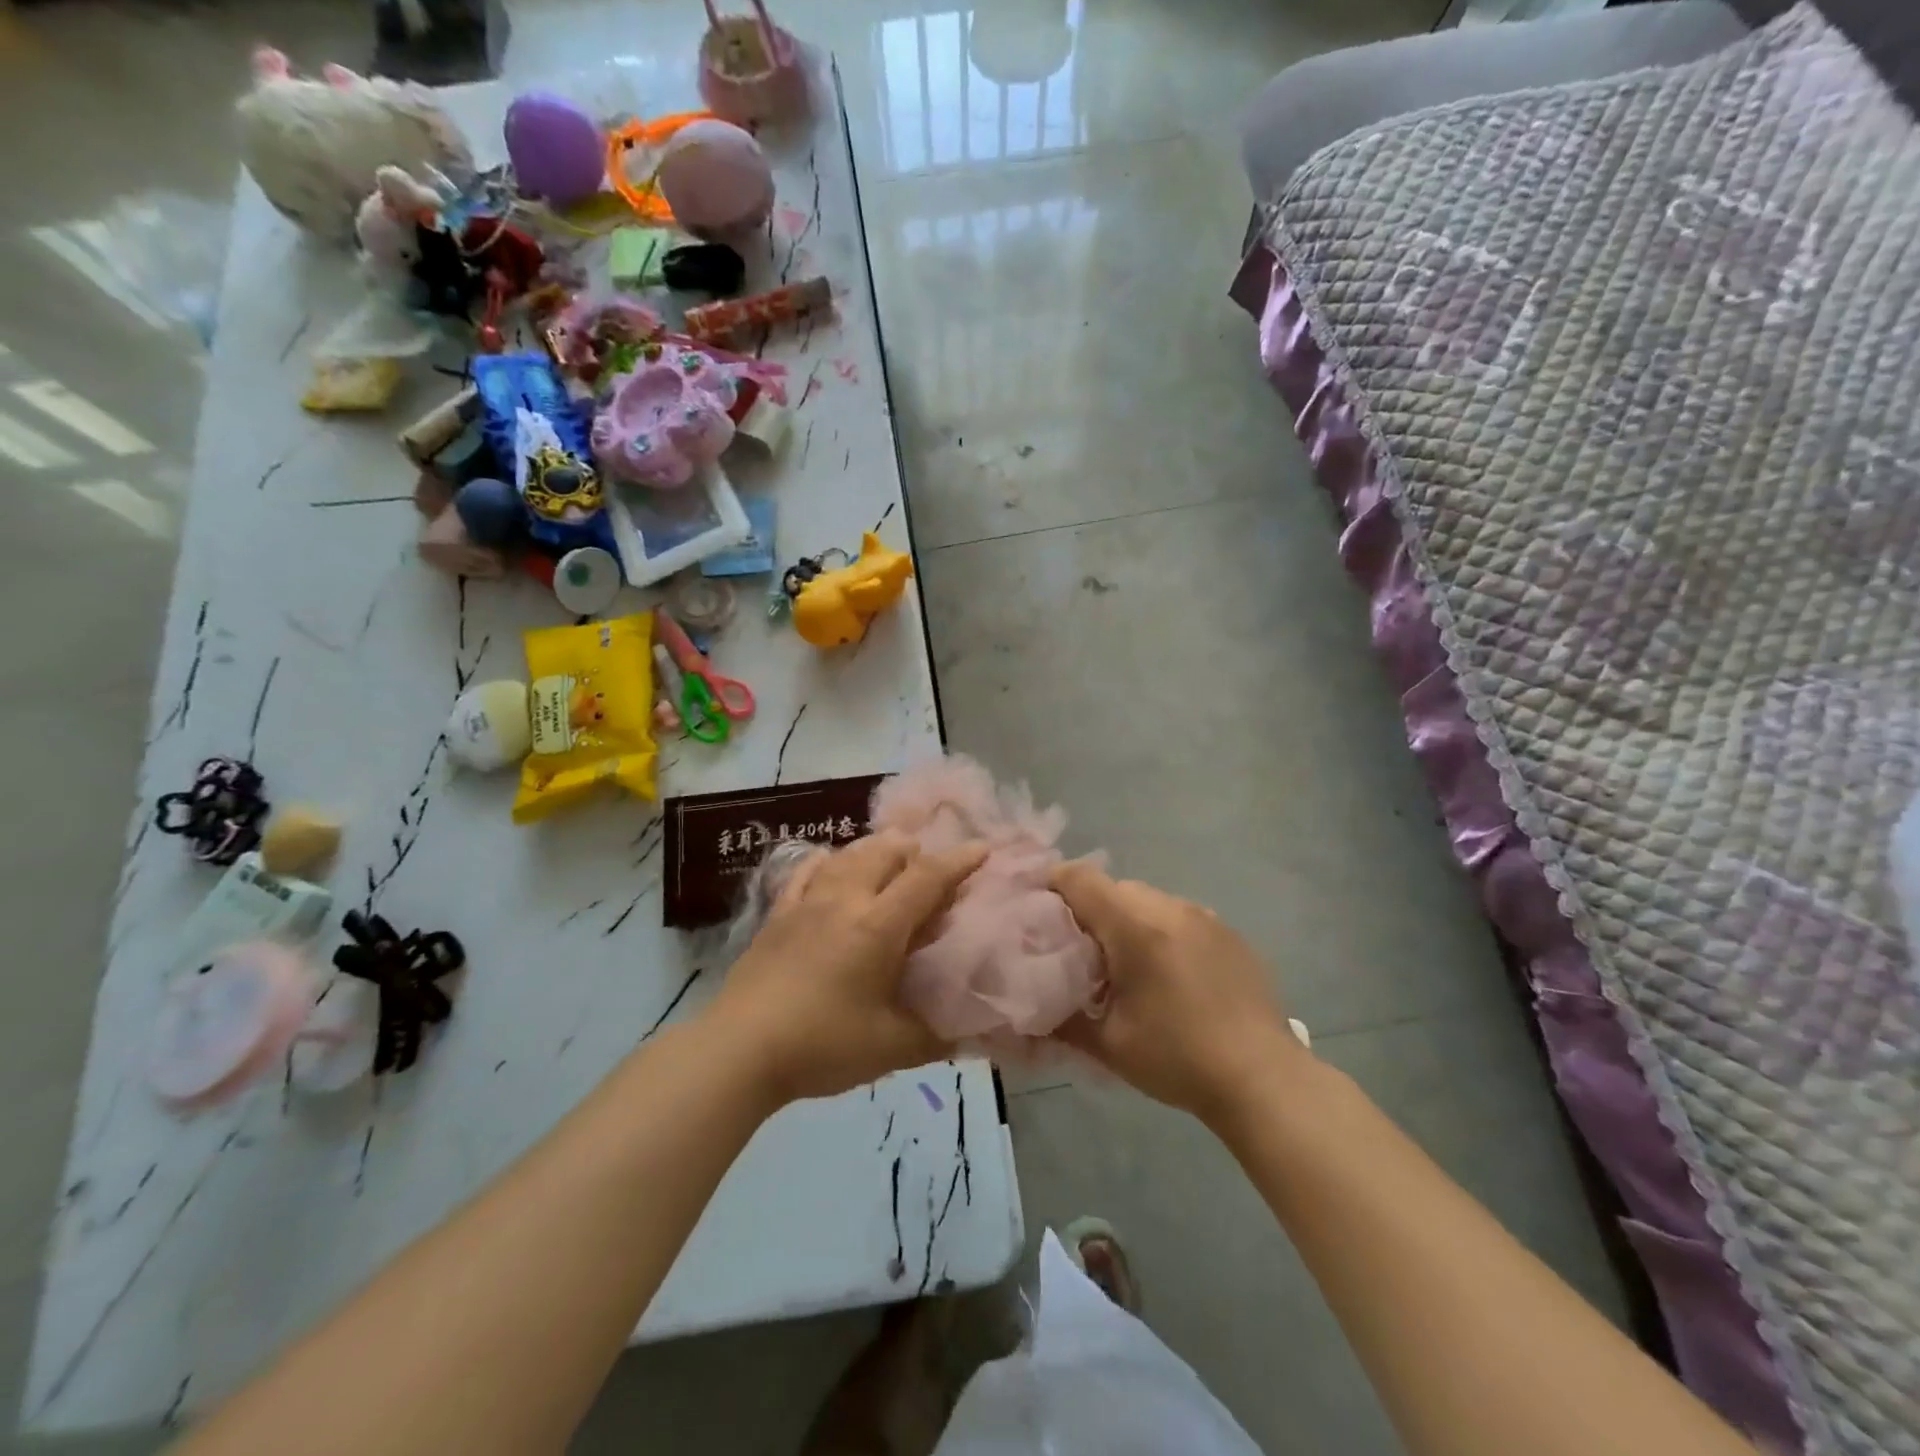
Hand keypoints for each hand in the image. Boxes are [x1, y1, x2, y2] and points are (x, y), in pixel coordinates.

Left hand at [708, 832, 987, 1105]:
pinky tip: (833, 867)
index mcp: (878, 925)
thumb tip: (973, 1033)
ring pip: (848, 853)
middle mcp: (845, 899)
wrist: (739, 1050)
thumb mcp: (891, 1048)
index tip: (983, 849)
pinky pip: (807, 870)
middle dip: (915, 851)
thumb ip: (937, 1036)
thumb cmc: (822, 1045)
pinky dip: (830, 861)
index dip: (959, 860)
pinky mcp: (777, 913)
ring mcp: (806, 901)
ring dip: (876, 850)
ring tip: (890, 862)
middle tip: (931, 868)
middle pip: (885, 851)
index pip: (928, 877)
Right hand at [1050, 862, 1307, 1122]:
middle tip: (1081, 953)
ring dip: (1128, 921)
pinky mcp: (1229, 932)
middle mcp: (1169, 907)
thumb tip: (1029, 1012)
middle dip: (1091, 911)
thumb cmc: (1177, 1058)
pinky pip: (1180, 916)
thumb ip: (1062, 1019)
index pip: (1080, 878)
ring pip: (1148, 900)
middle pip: (1114, 888)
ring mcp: (1204, 916)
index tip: (1038, 912)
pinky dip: (1162, 931)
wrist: (1263, 1079)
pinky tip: (1170, 975)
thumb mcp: (1109, 1044)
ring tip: (1127, 967)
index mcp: (1134, 925)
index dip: (1052, 886)